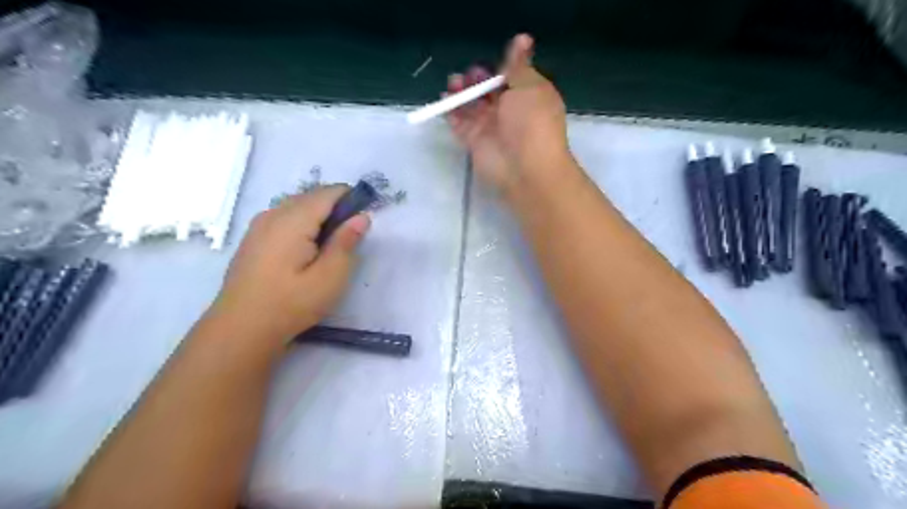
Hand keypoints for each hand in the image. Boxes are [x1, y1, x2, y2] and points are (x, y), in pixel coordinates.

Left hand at [210, 185, 369, 347]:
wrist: (241, 329)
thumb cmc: (291, 304)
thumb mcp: (330, 277)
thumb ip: (346, 242)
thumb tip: (361, 217)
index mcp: (293, 220)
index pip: (328, 193)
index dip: (351, 199)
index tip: (364, 220)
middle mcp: (273, 214)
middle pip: (311, 196)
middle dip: (335, 208)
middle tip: (349, 238)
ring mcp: (259, 225)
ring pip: (297, 206)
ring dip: (319, 216)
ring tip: (330, 246)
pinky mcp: (253, 239)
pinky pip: (283, 218)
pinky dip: (302, 224)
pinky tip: (306, 251)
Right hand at [445, 34, 571, 197]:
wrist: (526, 167)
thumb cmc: (532, 122)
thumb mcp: (530, 86)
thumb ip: (518, 65)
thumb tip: (523, 38)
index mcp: (527, 96)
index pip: (510, 78)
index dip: (500, 69)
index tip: (491, 62)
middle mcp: (509, 112)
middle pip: (488, 91)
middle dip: (476, 80)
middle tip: (467, 75)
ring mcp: (490, 128)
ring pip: (472, 106)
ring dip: (461, 93)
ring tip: (453, 84)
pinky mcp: (474, 142)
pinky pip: (460, 124)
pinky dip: (451, 112)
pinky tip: (445, 100)